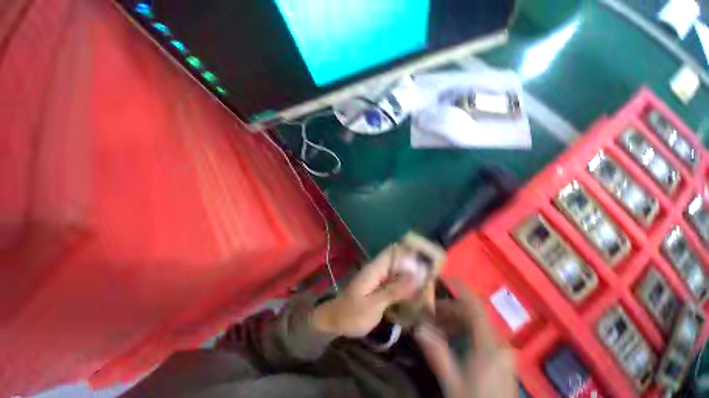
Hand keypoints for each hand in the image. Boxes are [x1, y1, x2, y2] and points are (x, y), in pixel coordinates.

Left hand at [312, 245, 421, 337]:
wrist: (334, 321)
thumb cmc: (351, 314)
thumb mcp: (373, 305)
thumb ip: (394, 290)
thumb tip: (416, 276)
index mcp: (375, 269)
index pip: (393, 251)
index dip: (409, 252)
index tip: (428, 261)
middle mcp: (379, 270)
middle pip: (400, 262)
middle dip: (415, 269)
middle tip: (430, 285)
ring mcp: (379, 279)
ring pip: (400, 273)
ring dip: (412, 281)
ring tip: (427, 295)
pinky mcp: (380, 287)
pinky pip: (397, 283)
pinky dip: (406, 290)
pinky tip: (415, 300)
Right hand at [415, 287, 516, 397]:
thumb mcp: (454, 382)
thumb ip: (437, 353)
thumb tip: (418, 328)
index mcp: (490, 346)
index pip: (475, 308)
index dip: (462, 290)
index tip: (447, 277)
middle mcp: (499, 344)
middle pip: (472, 316)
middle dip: (449, 310)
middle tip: (429, 312)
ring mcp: (502, 352)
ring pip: (475, 326)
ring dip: (454, 323)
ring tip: (436, 327)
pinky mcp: (500, 360)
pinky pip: (479, 337)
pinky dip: (463, 333)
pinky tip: (450, 341)